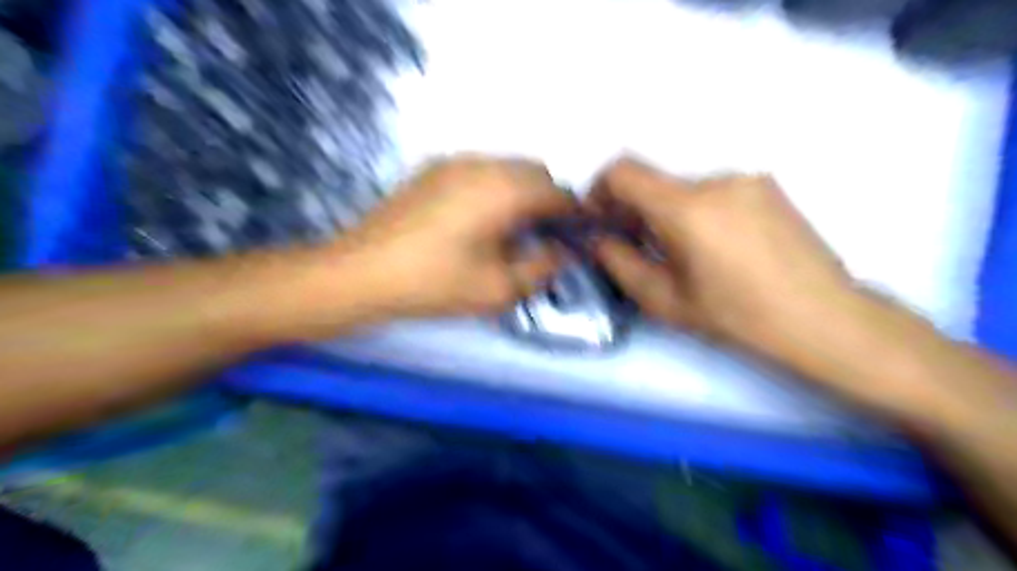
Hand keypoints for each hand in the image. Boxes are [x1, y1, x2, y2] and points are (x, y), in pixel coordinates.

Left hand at [346, 154, 574, 318]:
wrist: (361, 272)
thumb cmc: (435, 284)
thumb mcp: (498, 289)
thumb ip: (542, 268)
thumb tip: (564, 252)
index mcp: (505, 190)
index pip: (558, 193)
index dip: (574, 215)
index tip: (575, 238)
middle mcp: (483, 165)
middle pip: (535, 172)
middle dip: (548, 201)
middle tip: (541, 238)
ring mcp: (454, 162)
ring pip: (507, 168)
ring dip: (521, 193)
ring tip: (509, 231)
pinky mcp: (432, 170)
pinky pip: (480, 171)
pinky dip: (495, 189)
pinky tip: (477, 221)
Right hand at [589, 155, 856, 360]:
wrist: (823, 318)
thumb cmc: (737, 317)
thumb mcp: (665, 301)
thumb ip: (620, 263)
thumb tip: (598, 238)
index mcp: (687, 209)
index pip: (624, 171)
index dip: (601, 189)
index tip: (603, 218)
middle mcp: (716, 179)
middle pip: (655, 182)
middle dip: (636, 209)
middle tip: (641, 246)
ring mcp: (746, 178)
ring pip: (684, 188)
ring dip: (669, 212)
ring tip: (687, 253)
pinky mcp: (767, 185)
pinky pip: (714, 190)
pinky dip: (699, 210)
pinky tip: (719, 246)